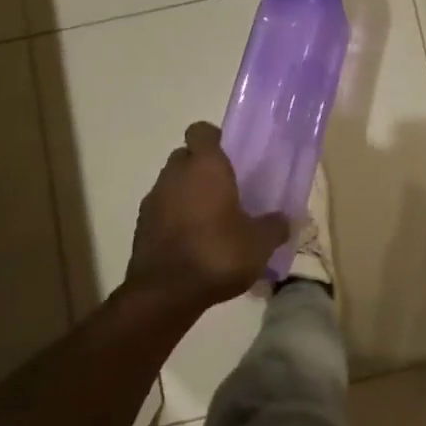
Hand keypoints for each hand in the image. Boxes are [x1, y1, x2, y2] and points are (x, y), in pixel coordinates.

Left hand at [124, 122, 289, 312]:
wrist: (165, 294)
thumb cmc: (217, 253)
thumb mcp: (259, 243)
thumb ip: (274, 226)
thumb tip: (285, 220)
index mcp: (205, 166)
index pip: (201, 131)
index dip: (214, 139)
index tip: (230, 156)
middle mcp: (175, 174)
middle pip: (185, 156)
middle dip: (201, 168)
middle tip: (225, 189)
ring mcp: (153, 200)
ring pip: (172, 183)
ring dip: (186, 194)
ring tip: (209, 220)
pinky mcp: (140, 226)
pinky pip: (161, 210)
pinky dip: (173, 218)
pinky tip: (192, 242)